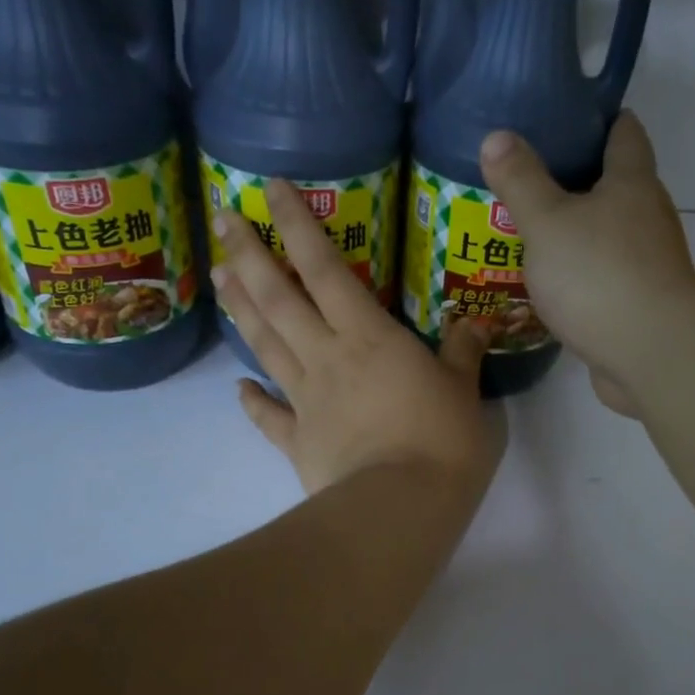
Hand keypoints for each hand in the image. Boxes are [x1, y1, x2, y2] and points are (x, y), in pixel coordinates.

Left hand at [211, 183, 503, 499]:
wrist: (400, 506)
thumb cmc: (442, 441)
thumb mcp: (465, 390)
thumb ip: (463, 352)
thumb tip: (475, 322)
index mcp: (369, 336)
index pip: (327, 269)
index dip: (298, 225)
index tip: (271, 188)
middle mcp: (327, 357)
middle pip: (280, 299)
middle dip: (250, 255)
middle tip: (223, 220)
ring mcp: (306, 400)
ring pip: (266, 345)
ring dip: (241, 309)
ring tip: (218, 276)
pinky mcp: (298, 442)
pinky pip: (268, 416)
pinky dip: (251, 401)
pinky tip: (238, 388)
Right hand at [480, 113, 694, 415]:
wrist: (650, 352)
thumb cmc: (598, 275)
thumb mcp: (547, 222)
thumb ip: (520, 181)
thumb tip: (496, 137)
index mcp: (632, 184)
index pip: (624, 133)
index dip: (599, 120)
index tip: (567, 119)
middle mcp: (649, 217)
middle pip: (618, 186)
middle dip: (579, 181)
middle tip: (532, 182)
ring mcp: (649, 264)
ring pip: (610, 236)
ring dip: (579, 234)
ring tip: (534, 235)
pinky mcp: (641, 305)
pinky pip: (607, 278)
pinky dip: (583, 275)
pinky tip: (553, 286)